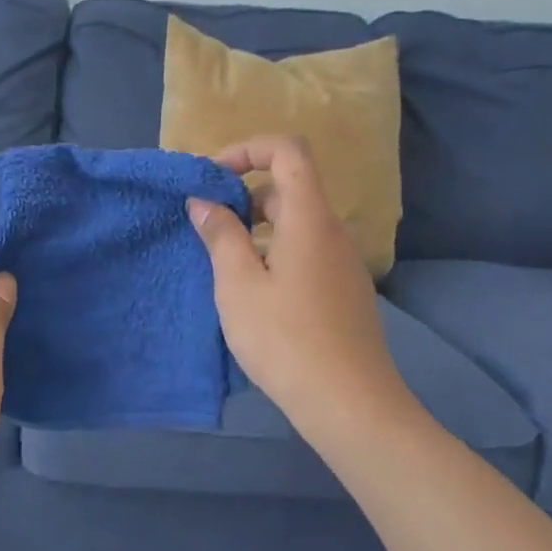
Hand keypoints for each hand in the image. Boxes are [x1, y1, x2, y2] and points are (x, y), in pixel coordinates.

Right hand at [187, 136, 413, 436]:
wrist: (347, 401)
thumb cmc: (284, 337)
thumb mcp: (237, 284)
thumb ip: (220, 235)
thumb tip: (204, 201)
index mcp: (309, 218)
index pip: (288, 151)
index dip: (248, 149)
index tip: (214, 178)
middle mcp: (332, 231)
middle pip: (291, 186)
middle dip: (245, 194)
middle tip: (209, 225)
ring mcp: (342, 262)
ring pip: (297, 222)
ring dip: (258, 227)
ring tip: (224, 262)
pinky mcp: (344, 290)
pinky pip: (306, 250)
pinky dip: (275, 251)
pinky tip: (255, 292)